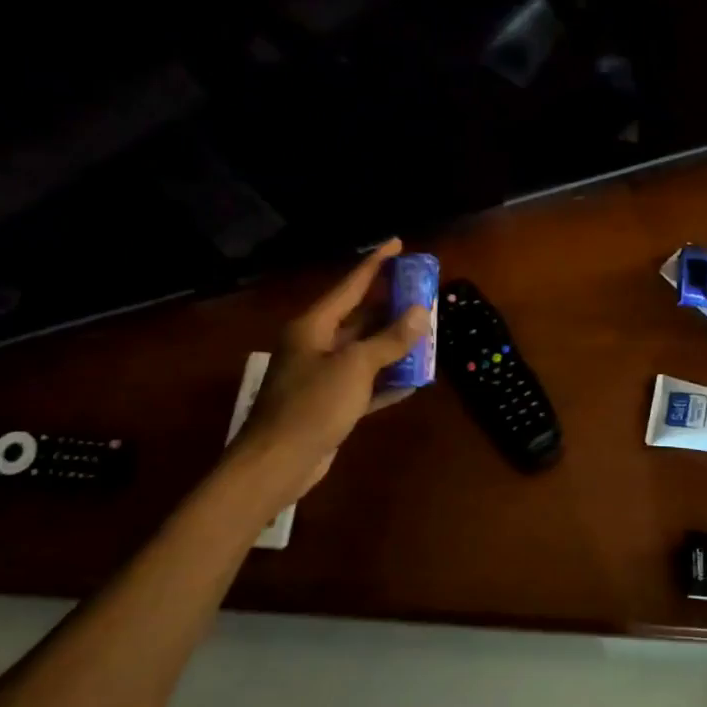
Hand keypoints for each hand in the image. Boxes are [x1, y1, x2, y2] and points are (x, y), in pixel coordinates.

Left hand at [230, 239, 428, 503]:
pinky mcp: (331, 405)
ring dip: (394, 346)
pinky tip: (415, 381)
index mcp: (314, 326)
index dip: (376, 263)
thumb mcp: (355, 367)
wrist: (278, 462)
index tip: (398, 244)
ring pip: (365, 352)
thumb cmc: (313, 405)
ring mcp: (323, 376)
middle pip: (360, 318)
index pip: (351, 285)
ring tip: (427, 334)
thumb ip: (389, 340)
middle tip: (424, 295)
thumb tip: (420, 313)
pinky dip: (387, 382)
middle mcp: (316, 345)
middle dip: (392, 308)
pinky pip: (365, 385)